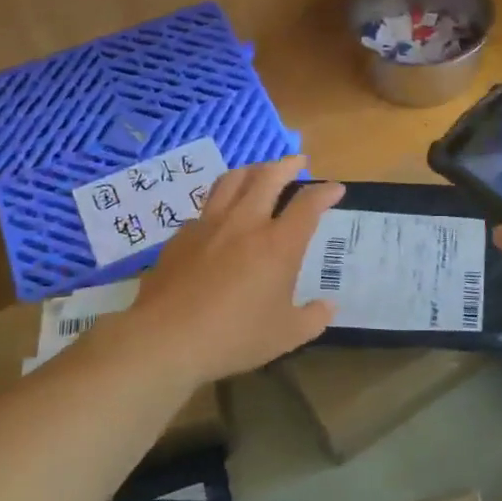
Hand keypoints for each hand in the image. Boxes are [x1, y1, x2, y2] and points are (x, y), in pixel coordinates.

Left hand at [130, 158, 343, 382]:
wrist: (166, 338)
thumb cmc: (234, 337)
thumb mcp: (286, 336)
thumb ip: (312, 318)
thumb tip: (328, 306)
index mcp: (278, 244)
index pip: (308, 205)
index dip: (325, 192)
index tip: (335, 188)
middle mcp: (245, 223)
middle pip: (268, 177)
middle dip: (287, 165)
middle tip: (298, 162)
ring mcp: (209, 225)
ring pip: (232, 180)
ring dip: (252, 170)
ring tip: (259, 171)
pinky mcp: (181, 235)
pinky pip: (206, 207)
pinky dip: (221, 202)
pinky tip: (221, 215)